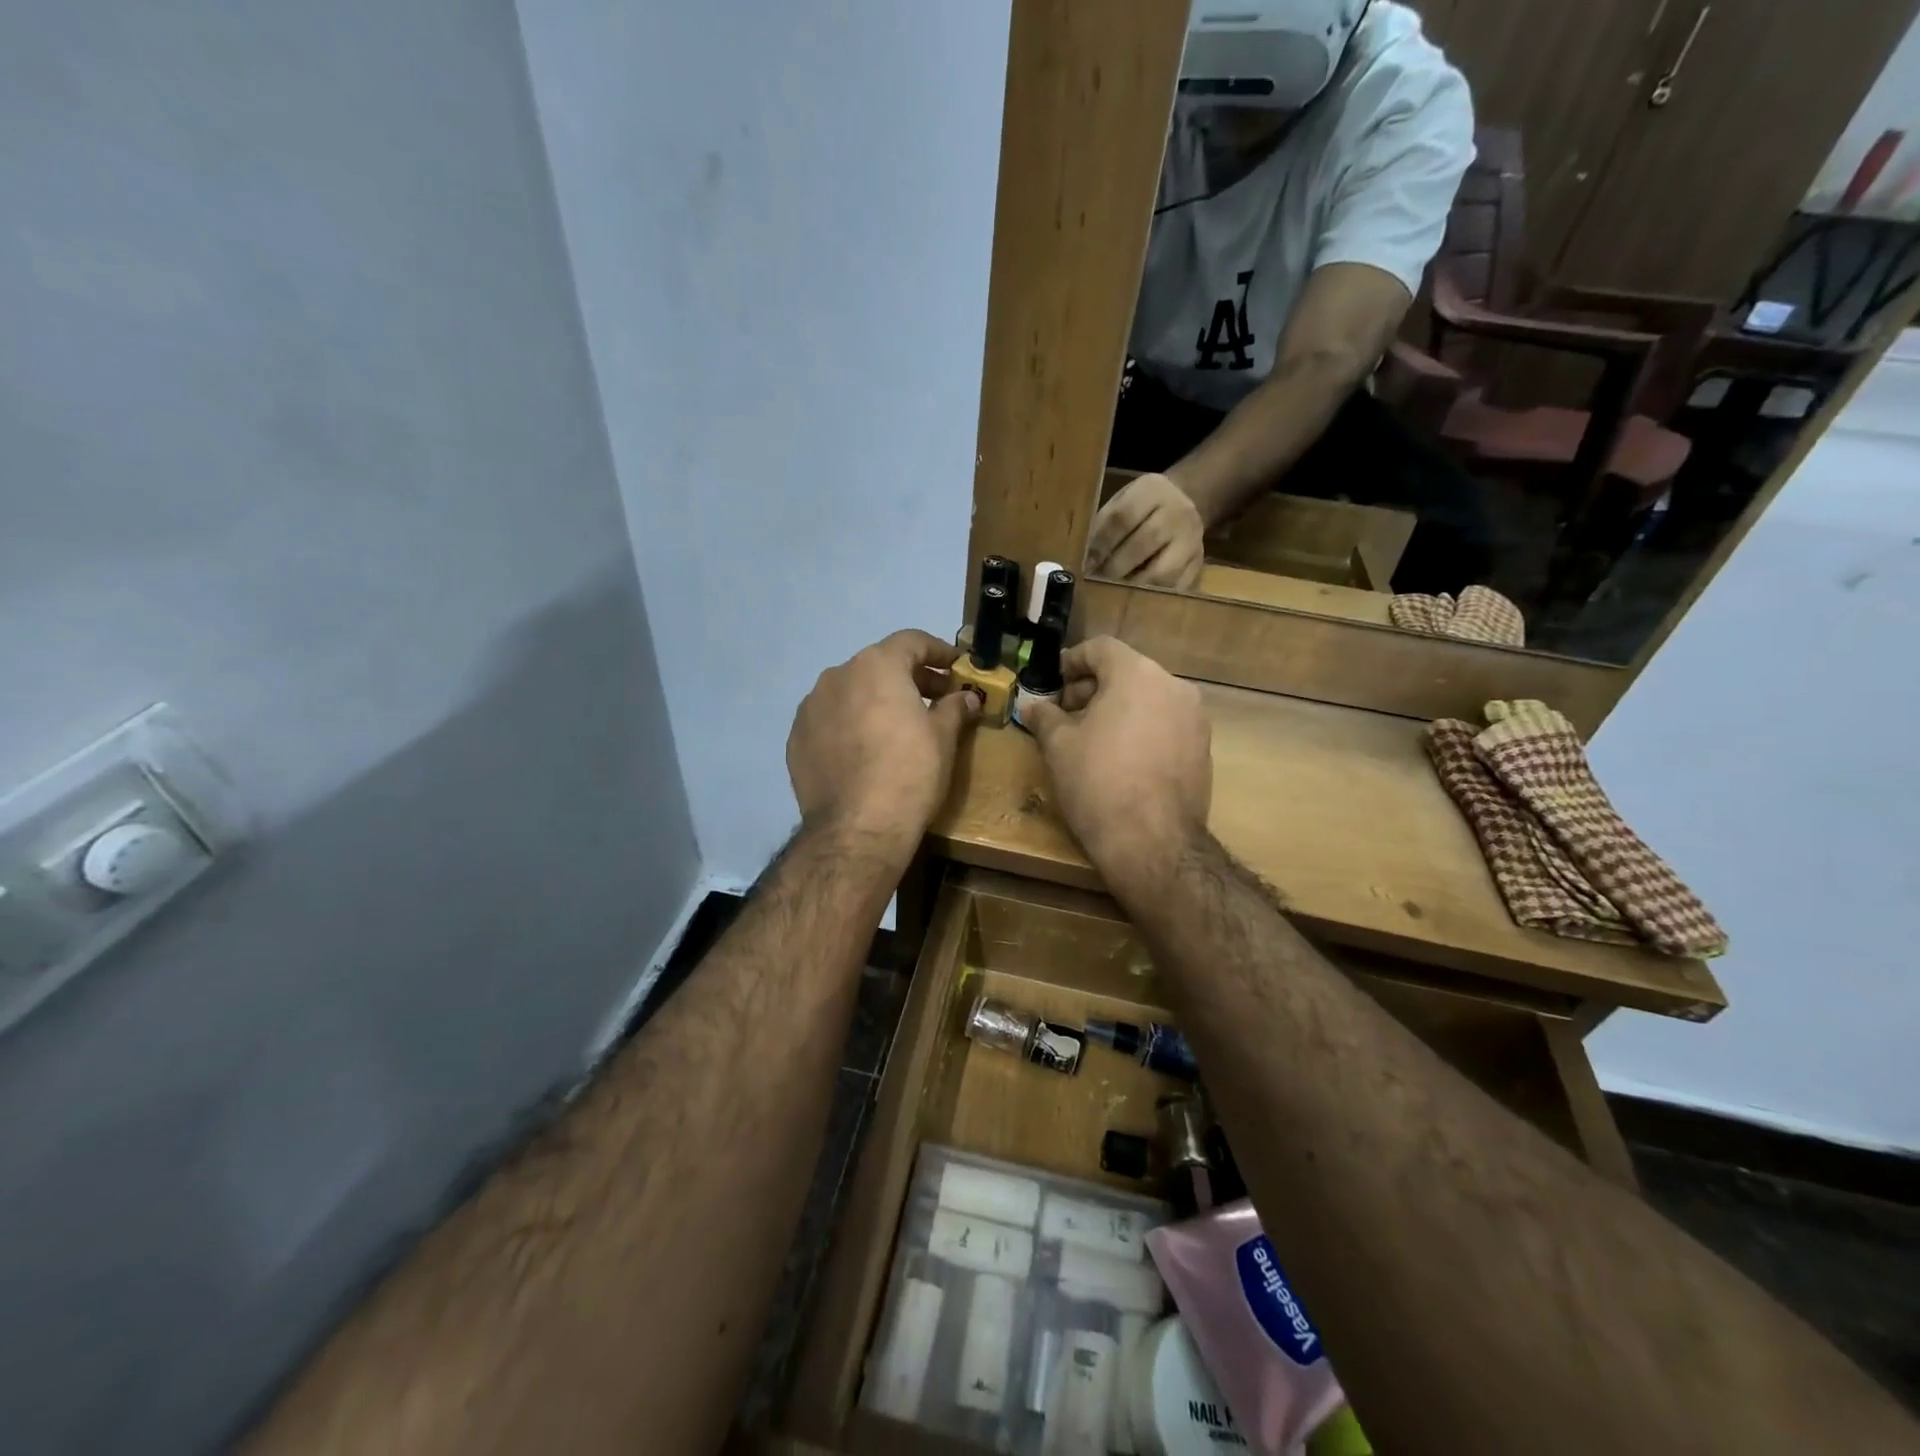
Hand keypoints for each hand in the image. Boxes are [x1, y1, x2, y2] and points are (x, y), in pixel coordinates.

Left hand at [787, 629, 980, 861]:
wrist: (857, 829)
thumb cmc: (910, 773)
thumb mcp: (943, 738)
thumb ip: (955, 708)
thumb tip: (967, 697)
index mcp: (876, 665)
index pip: (912, 641)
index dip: (939, 651)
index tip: (957, 668)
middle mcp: (837, 675)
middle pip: (879, 665)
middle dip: (909, 678)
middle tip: (935, 700)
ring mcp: (810, 707)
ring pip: (850, 692)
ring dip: (875, 700)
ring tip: (896, 728)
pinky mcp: (796, 739)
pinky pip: (829, 720)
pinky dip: (849, 725)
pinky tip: (864, 751)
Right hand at [1019, 637, 1211, 891]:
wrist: (1153, 842)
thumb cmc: (1097, 782)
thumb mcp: (1059, 746)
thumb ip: (1044, 716)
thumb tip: (1030, 704)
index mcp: (1137, 674)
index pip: (1101, 648)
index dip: (1072, 661)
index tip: (1054, 683)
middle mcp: (1173, 687)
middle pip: (1127, 672)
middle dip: (1094, 688)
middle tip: (1066, 714)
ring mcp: (1195, 718)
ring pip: (1149, 699)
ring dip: (1119, 709)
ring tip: (1091, 738)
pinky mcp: (1204, 749)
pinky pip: (1166, 725)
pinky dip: (1142, 730)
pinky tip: (1121, 760)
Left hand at [1086, 473, 1205, 589]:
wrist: (1185, 500)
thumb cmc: (1141, 507)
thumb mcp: (1121, 502)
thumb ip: (1104, 525)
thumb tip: (1086, 560)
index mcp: (1151, 491)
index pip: (1123, 517)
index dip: (1102, 543)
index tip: (1087, 564)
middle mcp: (1177, 512)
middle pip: (1144, 542)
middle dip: (1116, 567)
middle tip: (1098, 582)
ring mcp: (1193, 539)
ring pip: (1164, 571)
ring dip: (1136, 586)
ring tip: (1117, 594)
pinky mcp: (1199, 563)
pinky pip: (1178, 587)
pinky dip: (1155, 598)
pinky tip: (1137, 600)